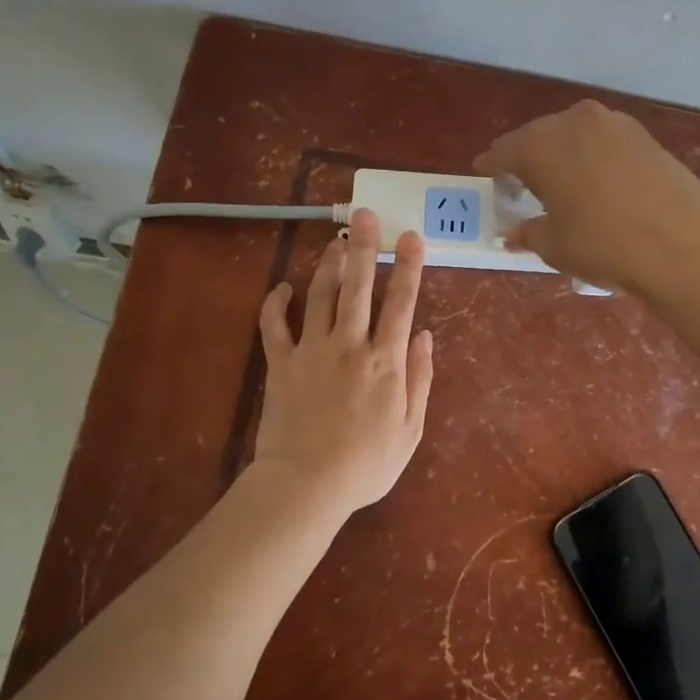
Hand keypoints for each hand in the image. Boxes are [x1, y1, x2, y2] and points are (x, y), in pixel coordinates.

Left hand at [252, 208, 434, 521]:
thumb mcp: (410, 429)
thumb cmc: (366, 464)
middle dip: (365, 246)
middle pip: (358, 285)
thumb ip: (420, 378)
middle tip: (367, 214)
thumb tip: (424, 336)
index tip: (411, 236)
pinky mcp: (280, 363)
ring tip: (336, 241)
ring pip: (320, 295)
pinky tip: (283, 286)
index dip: (408, 266)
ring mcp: (311, 350)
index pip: (401, 302)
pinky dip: (276, 302)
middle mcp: (349, 344)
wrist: (307, 485)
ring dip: (329, 264)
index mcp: (385, 360)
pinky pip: (274, 325)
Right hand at [475, 100, 699, 294]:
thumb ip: (529, 233)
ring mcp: (615, 124)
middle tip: (523, 187)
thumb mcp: (555, 246)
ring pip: (575, 137)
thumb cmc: (603, 244)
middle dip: (529, 161)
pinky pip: (605, 144)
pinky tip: (598, 186)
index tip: (486, 176)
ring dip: (564, 158)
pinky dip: (594, 160)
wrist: (685, 244)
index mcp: (541, 143)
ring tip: (563, 188)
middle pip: (540, 138)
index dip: (492, 167)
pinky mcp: (646, 136)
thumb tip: (515, 233)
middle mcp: (576, 121)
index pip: (504, 151)